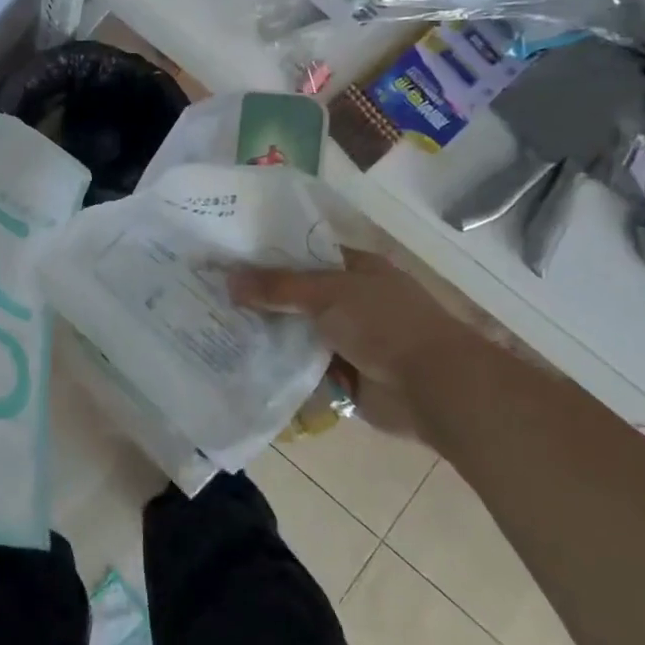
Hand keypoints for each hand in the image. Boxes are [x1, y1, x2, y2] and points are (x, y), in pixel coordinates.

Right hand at [230, 247, 501, 439]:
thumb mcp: (328, 294)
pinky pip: (302, 365)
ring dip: (266, 333)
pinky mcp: (342, 375)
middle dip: (259, 297)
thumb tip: (228, 278)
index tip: (225, 258)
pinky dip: (279, 365)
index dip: (266, 256)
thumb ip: (278, 286)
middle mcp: (350, 300)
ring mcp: (347, 338)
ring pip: (296, 331)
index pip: (302, 254)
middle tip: (210, 294)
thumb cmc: (386, 325)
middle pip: (295, 294)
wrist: (434, 389)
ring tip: (215, 326)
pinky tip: (241, 361)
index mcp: (355, 269)